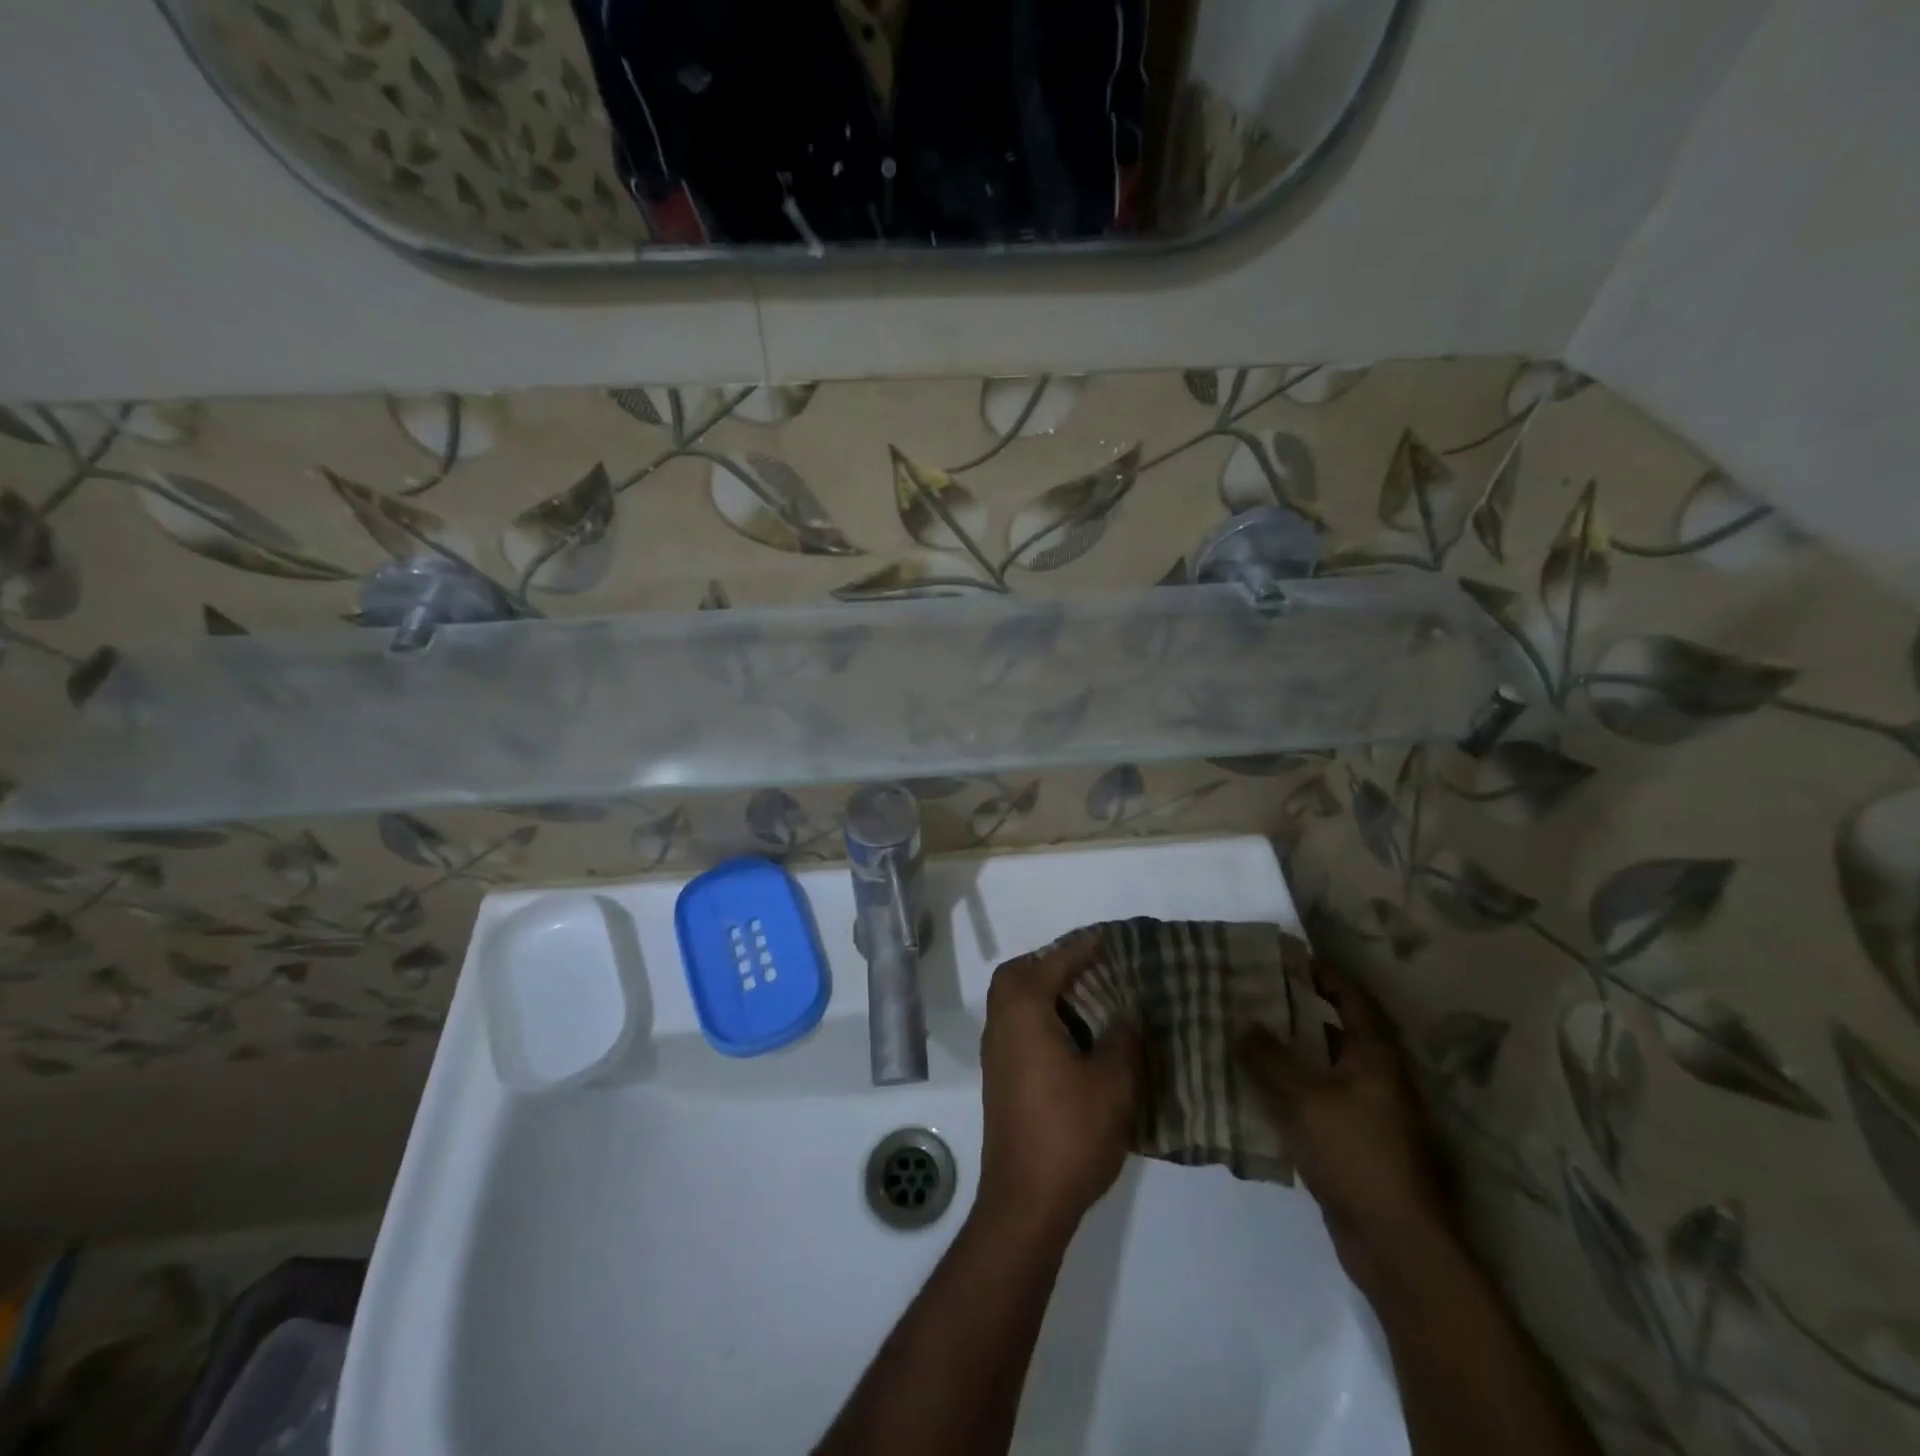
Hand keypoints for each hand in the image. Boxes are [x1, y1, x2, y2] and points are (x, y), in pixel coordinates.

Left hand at [976, 933, 1141, 1238]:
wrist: (1025, 1200)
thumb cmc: (1070, 1133)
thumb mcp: (1113, 1084)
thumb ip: (1122, 1040)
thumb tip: (1125, 1015)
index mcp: (1024, 1012)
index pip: (1053, 964)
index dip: (1081, 948)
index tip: (1106, 938)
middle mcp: (1001, 1023)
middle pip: (1017, 974)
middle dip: (1050, 963)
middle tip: (1088, 968)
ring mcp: (995, 1052)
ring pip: (1012, 1001)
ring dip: (1042, 990)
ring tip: (1086, 998)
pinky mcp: (999, 1078)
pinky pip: (1015, 1025)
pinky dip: (1038, 1015)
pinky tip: (1072, 1038)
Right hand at [1238, 963, 1453, 1296]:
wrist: (1394, 1243)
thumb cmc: (1355, 1154)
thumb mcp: (1304, 1098)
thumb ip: (1268, 1058)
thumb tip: (1242, 1022)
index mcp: (1375, 1056)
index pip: (1351, 998)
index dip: (1322, 974)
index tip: (1286, 957)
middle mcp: (1376, 1078)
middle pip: (1333, 1031)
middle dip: (1293, 1012)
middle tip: (1250, 996)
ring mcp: (1367, 1113)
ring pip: (1320, 1069)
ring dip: (1286, 1054)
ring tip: (1241, 1036)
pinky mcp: (1352, 1143)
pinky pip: (1315, 1102)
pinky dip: (1287, 1091)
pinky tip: (1251, 1090)